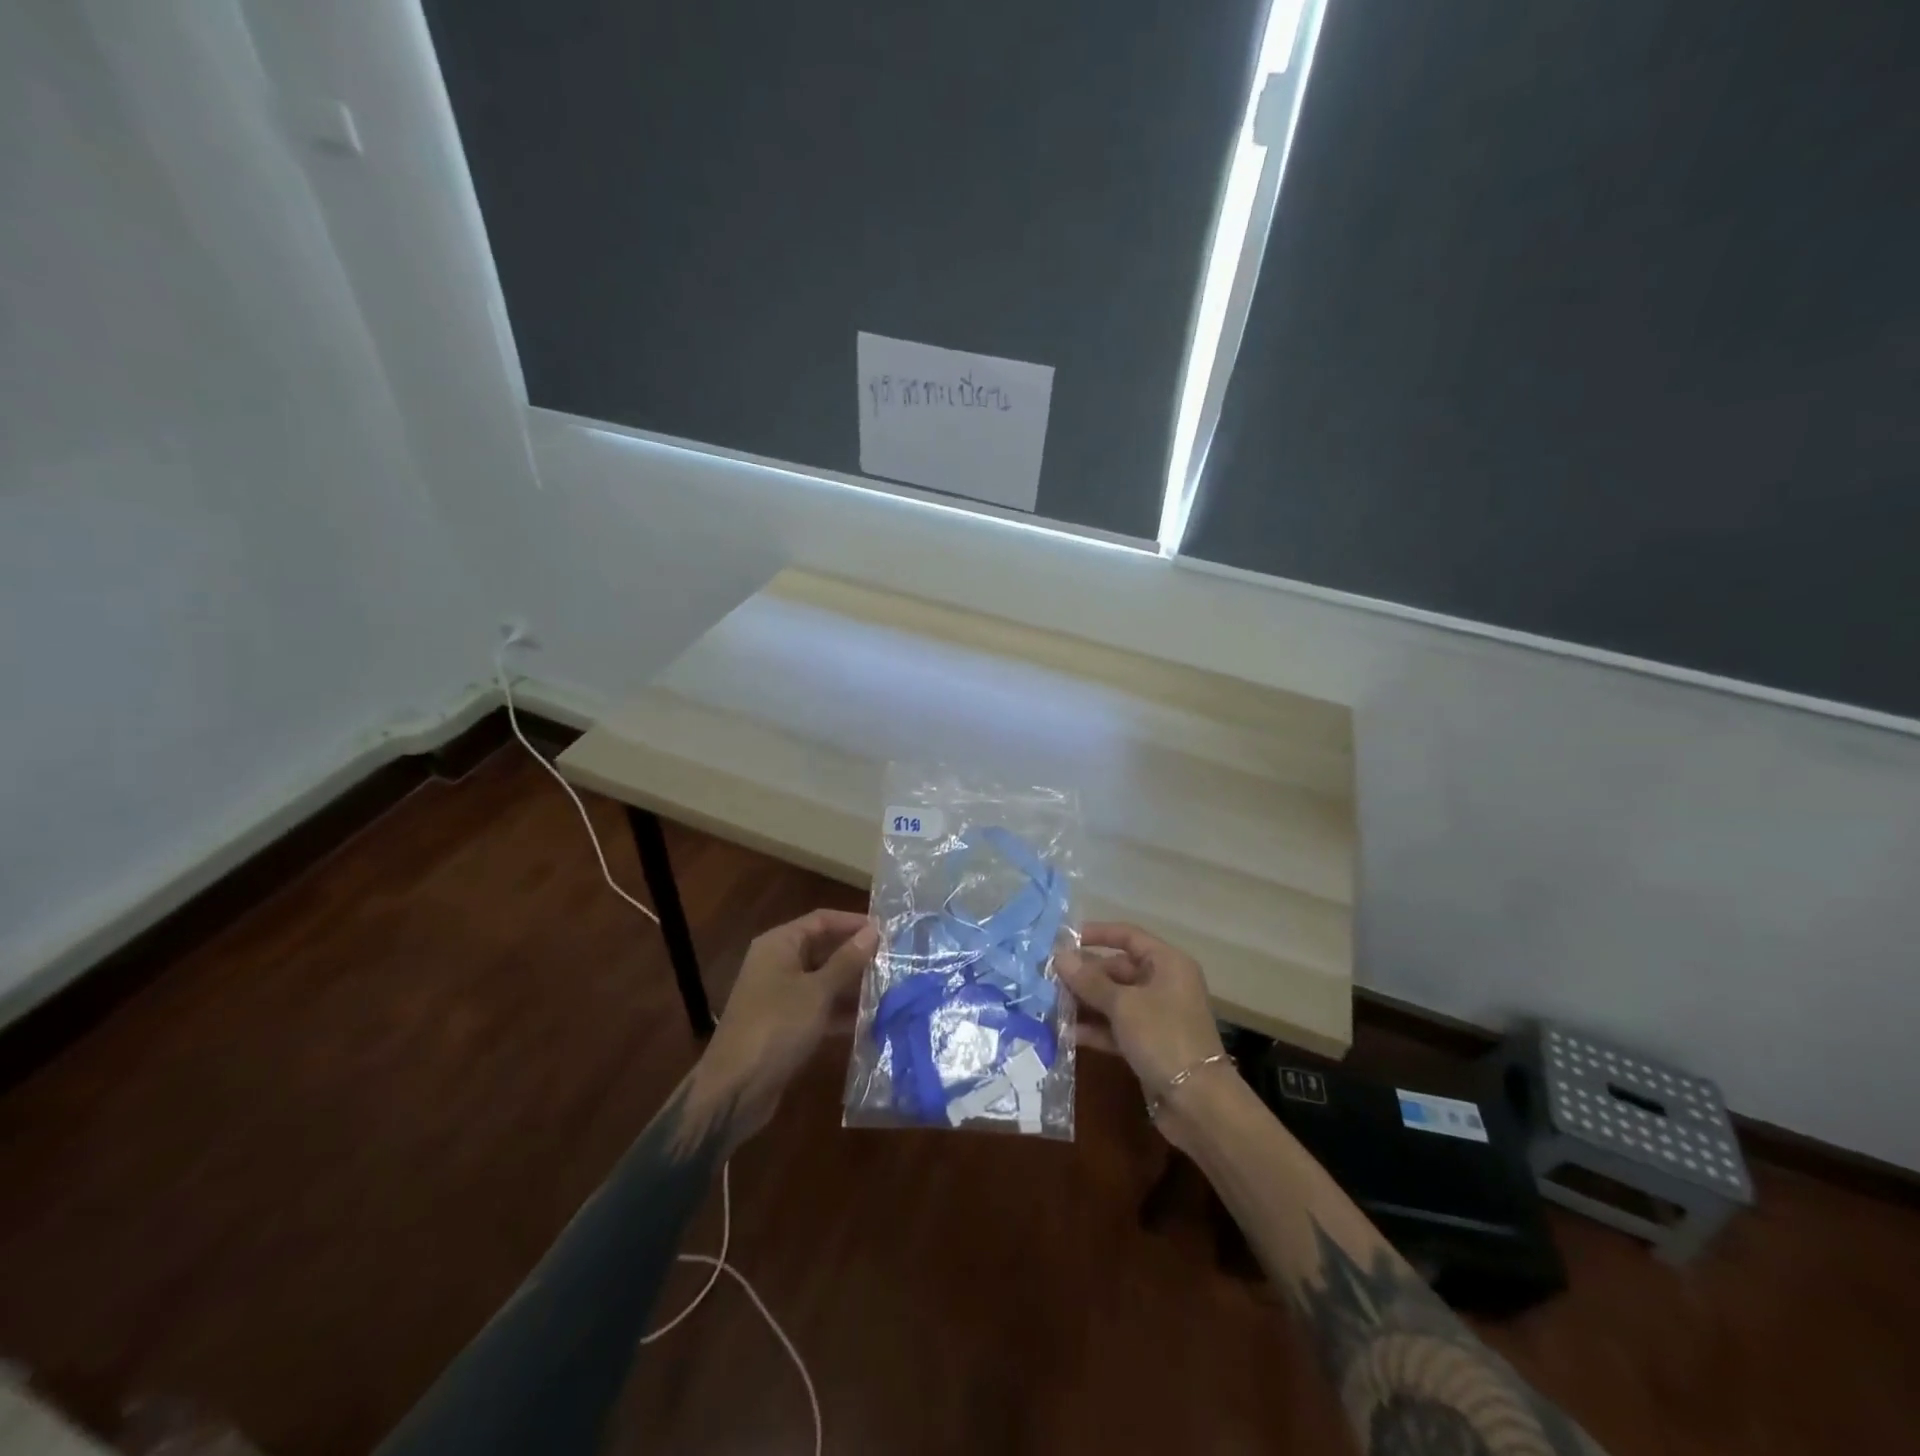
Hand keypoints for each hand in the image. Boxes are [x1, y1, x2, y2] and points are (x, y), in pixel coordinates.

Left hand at [687, 909, 876, 1150]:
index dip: (854, 922)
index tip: (888, 931)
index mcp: (779, 944)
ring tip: (891, 988)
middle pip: (823, 949)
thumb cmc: (777, 1027)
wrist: (735, 1090)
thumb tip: (873, 931)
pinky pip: (818, 1008)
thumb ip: (847, 961)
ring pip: (823, 980)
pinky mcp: (785, 1024)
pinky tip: (871, 1021)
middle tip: (895, 961)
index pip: (822, 920)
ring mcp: (780, 995)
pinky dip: (841, 1012)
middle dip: (857, 955)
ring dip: (853, 985)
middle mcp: (777, 963)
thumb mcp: (817, 991)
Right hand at [1059, 922, 1228, 1146]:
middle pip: (1118, 969)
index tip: (1064, 939)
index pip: (1128, 936)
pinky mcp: (1149, 1044)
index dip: (1097, 934)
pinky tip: (1065, 1033)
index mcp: (1167, 964)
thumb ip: (1089, 981)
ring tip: (1050, 1003)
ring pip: (1115, 999)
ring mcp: (1157, 1016)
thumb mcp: (1123, 1005)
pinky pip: (1117, 1027)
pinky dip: (1095, 1028)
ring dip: (1085, 1002)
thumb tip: (1060, 957)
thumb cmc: (1163, 1037)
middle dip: (1085, 973)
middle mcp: (1164, 984)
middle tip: (1049, 977)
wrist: (1198, 1102)